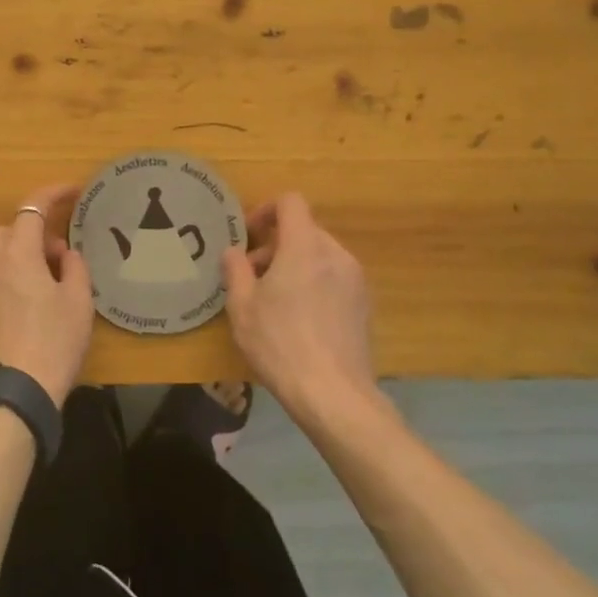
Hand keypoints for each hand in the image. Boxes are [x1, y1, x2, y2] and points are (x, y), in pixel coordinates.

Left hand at [0, 184, 93, 406]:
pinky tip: (13, 310)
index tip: (71, 192)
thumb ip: (74, 267)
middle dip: (32, 235)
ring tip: (34, 286)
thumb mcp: (79, 302)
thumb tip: (64, 253)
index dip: (53, 193)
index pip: (32, 207)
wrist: (12, 396)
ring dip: (12, 259)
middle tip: (56, 259)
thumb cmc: (54, 344)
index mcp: (17, 253)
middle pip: (8, 231)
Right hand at [222, 192, 377, 423]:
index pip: (291, 202)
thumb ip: (235, 270)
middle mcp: (335, 254)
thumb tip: (233, 251)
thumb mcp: (242, 307)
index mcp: (305, 247)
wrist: (334, 394)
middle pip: (305, 230)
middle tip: (253, 275)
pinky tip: (300, 319)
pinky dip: (315, 283)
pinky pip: (334, 277)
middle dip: (276, 244)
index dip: (267, 210)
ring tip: (275, 299)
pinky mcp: (364, 304)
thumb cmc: (280, 344)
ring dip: (295, 264)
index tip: (249, 235)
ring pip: (320, 255)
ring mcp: (355, 280)